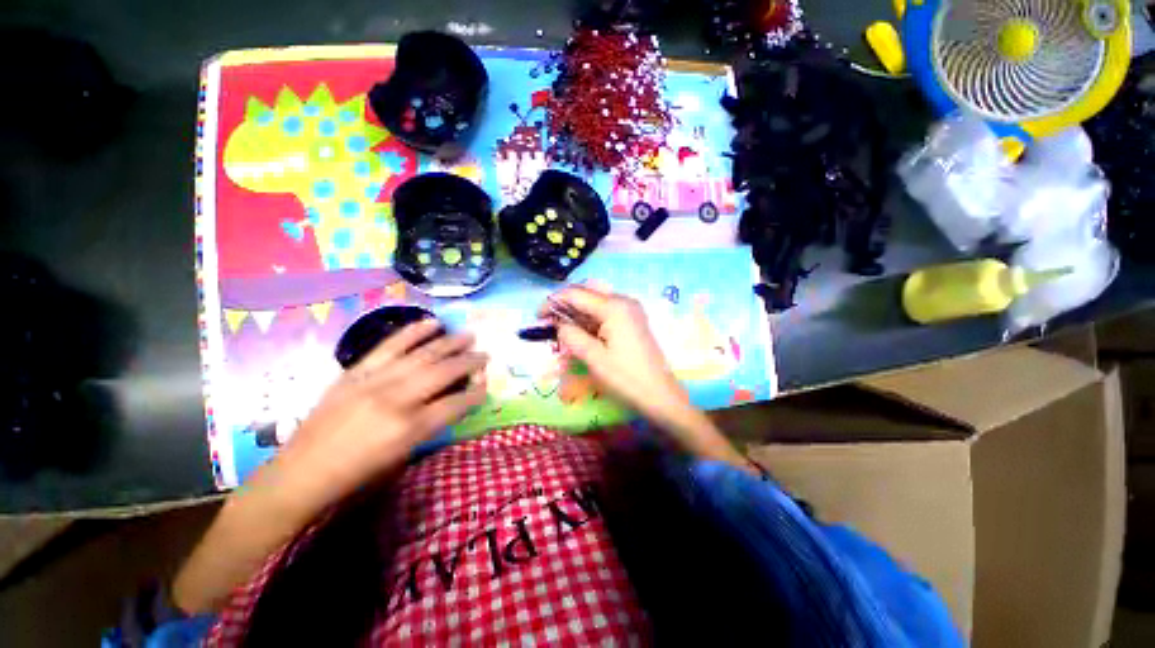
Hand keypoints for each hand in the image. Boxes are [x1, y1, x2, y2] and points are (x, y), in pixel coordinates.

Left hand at [174, 320, 486, 613]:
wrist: (300, 474)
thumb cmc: (356, 475)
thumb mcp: (401, 457)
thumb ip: (431, 426)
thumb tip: (453, 402)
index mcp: (409, 429)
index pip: (455, 403)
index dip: (475, 393)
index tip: (487, 383)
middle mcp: (396, 400)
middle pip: (443, 372)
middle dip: (469, 362)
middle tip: (485, 354)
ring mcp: (374, 381)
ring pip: (421, 354)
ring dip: (449, 343)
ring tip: (468, 334)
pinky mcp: (356, 372)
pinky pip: (389, 346)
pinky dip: (413, 332)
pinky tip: (431, 322)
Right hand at [541, 285, 690, 428]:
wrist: (660, 396)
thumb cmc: (626, 378)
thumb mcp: (593, 358)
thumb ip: (571, 335)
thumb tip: (558, 323)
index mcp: (614, 306)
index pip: (576, 294)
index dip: (553, 302)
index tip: (537, 317)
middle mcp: (624, 301)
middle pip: (586, 294)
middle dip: (565, 306)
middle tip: (549, 324)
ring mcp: (630, 310)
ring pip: (595, 303)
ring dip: (577, 314)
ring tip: (562, 332)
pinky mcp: (632, 321)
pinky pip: (606, 313)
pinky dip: (590, 321)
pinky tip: (581, 334)